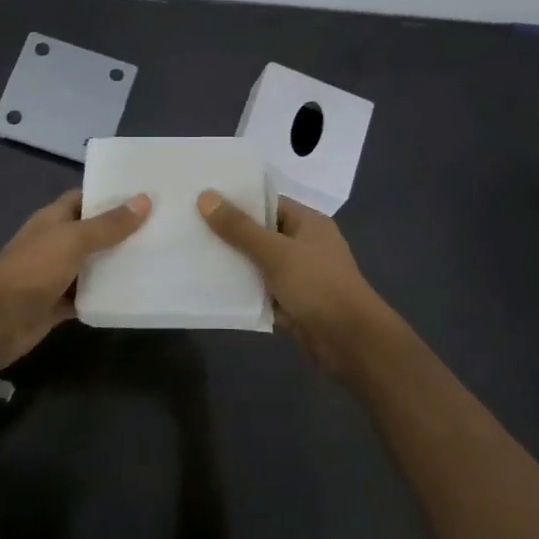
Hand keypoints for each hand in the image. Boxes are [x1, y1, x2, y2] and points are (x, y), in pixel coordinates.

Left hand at [0, 188, 150, 372]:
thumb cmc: (31, 271)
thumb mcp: (73, 241)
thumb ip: (108, 225)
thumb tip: (144, 199)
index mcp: (53, 219)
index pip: (85, 199)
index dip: (111, 196)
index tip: (145, 196)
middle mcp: (55, 243)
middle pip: (92, 233)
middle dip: (121, 232)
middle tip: (162, 229)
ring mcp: (56, 275)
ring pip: (92, 266)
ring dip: (117, 265)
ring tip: (157, 259)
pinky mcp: (58, 305)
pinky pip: (88, 296)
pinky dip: (106, 296)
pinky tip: (135, 294)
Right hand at [197, 191, 388, 370]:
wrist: (350, 343)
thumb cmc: (318, 286)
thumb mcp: (276, 252)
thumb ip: (239, 228)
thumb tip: (205, 196)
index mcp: (308, 223)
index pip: (268, 202)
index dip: (237, 200)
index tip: (202, 198)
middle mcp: (304, 245)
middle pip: (260, 233)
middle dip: (229, 233)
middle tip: (188, 226)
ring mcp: (298, 276)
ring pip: (258, 264)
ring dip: (233, 264)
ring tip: (192, 254)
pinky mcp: (291, 303)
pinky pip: (260, 291)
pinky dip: (242, 291)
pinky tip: (210, 288)